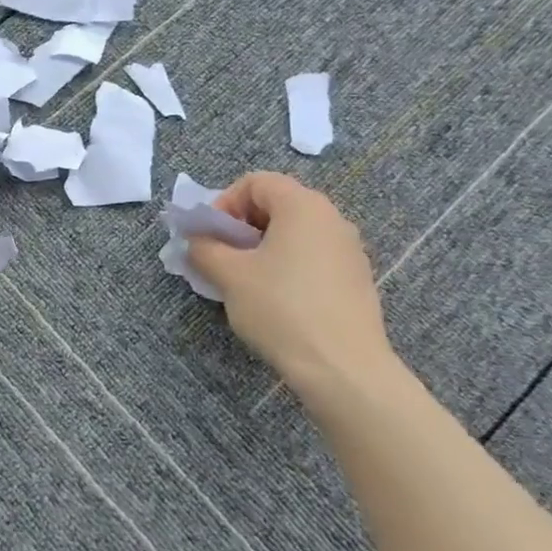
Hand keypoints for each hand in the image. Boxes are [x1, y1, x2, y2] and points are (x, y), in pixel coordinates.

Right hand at [186, 172, 392, 391]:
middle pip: (277, 204)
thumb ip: (205, 249)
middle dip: (241, 225)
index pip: (256, 182)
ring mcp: (348, 250)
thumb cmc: (281, 308)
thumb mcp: (229, 275)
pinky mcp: (355, 279)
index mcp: (303, 206)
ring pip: (294, 233)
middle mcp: (332, 218)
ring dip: (261, 247)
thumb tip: (196, 241)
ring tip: (243, 280)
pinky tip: (274, 300)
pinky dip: (286, 266)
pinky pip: (312, 257)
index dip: (225, 202)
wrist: (343, 368)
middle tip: (221, 256)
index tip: (210, 235)